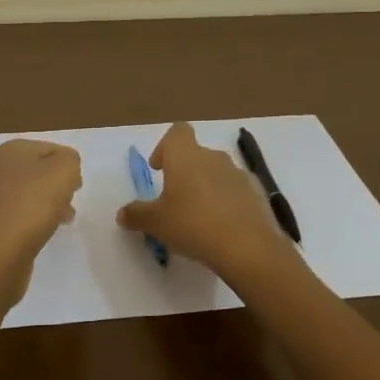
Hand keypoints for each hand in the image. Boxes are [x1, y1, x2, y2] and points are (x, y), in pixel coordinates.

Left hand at [0, 139, 82, 303]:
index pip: (51, 148)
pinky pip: (23, 215)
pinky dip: (37, 220)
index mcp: (11, 151)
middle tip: (71, 198)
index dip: (69, 164)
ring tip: (64, 218)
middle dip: (59, 184)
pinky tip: (47, 230)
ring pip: (32, 194)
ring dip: (51, 203)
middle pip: (40, 171)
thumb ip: (71, 159)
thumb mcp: (65, 169)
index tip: (77, 184)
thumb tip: (66, 168)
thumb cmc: (34, 203)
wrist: (2, 251)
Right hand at [117, 123, 299, 290]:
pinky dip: (228, 201)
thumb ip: (136, 215)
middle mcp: (213, 157)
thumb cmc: (193, 225)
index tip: (159, 169)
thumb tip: (122, 213)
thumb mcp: (156, 223)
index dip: (165, 147)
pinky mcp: (257, 192)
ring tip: (199, 217)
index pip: (177, 132)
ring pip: (217, 172)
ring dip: (207, 187)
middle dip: (185, 173)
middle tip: (175, 200)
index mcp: (185, 156)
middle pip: (196, 154)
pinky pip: (236, 190)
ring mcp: (238, 173)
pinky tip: (223, 227)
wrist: (247, 246)